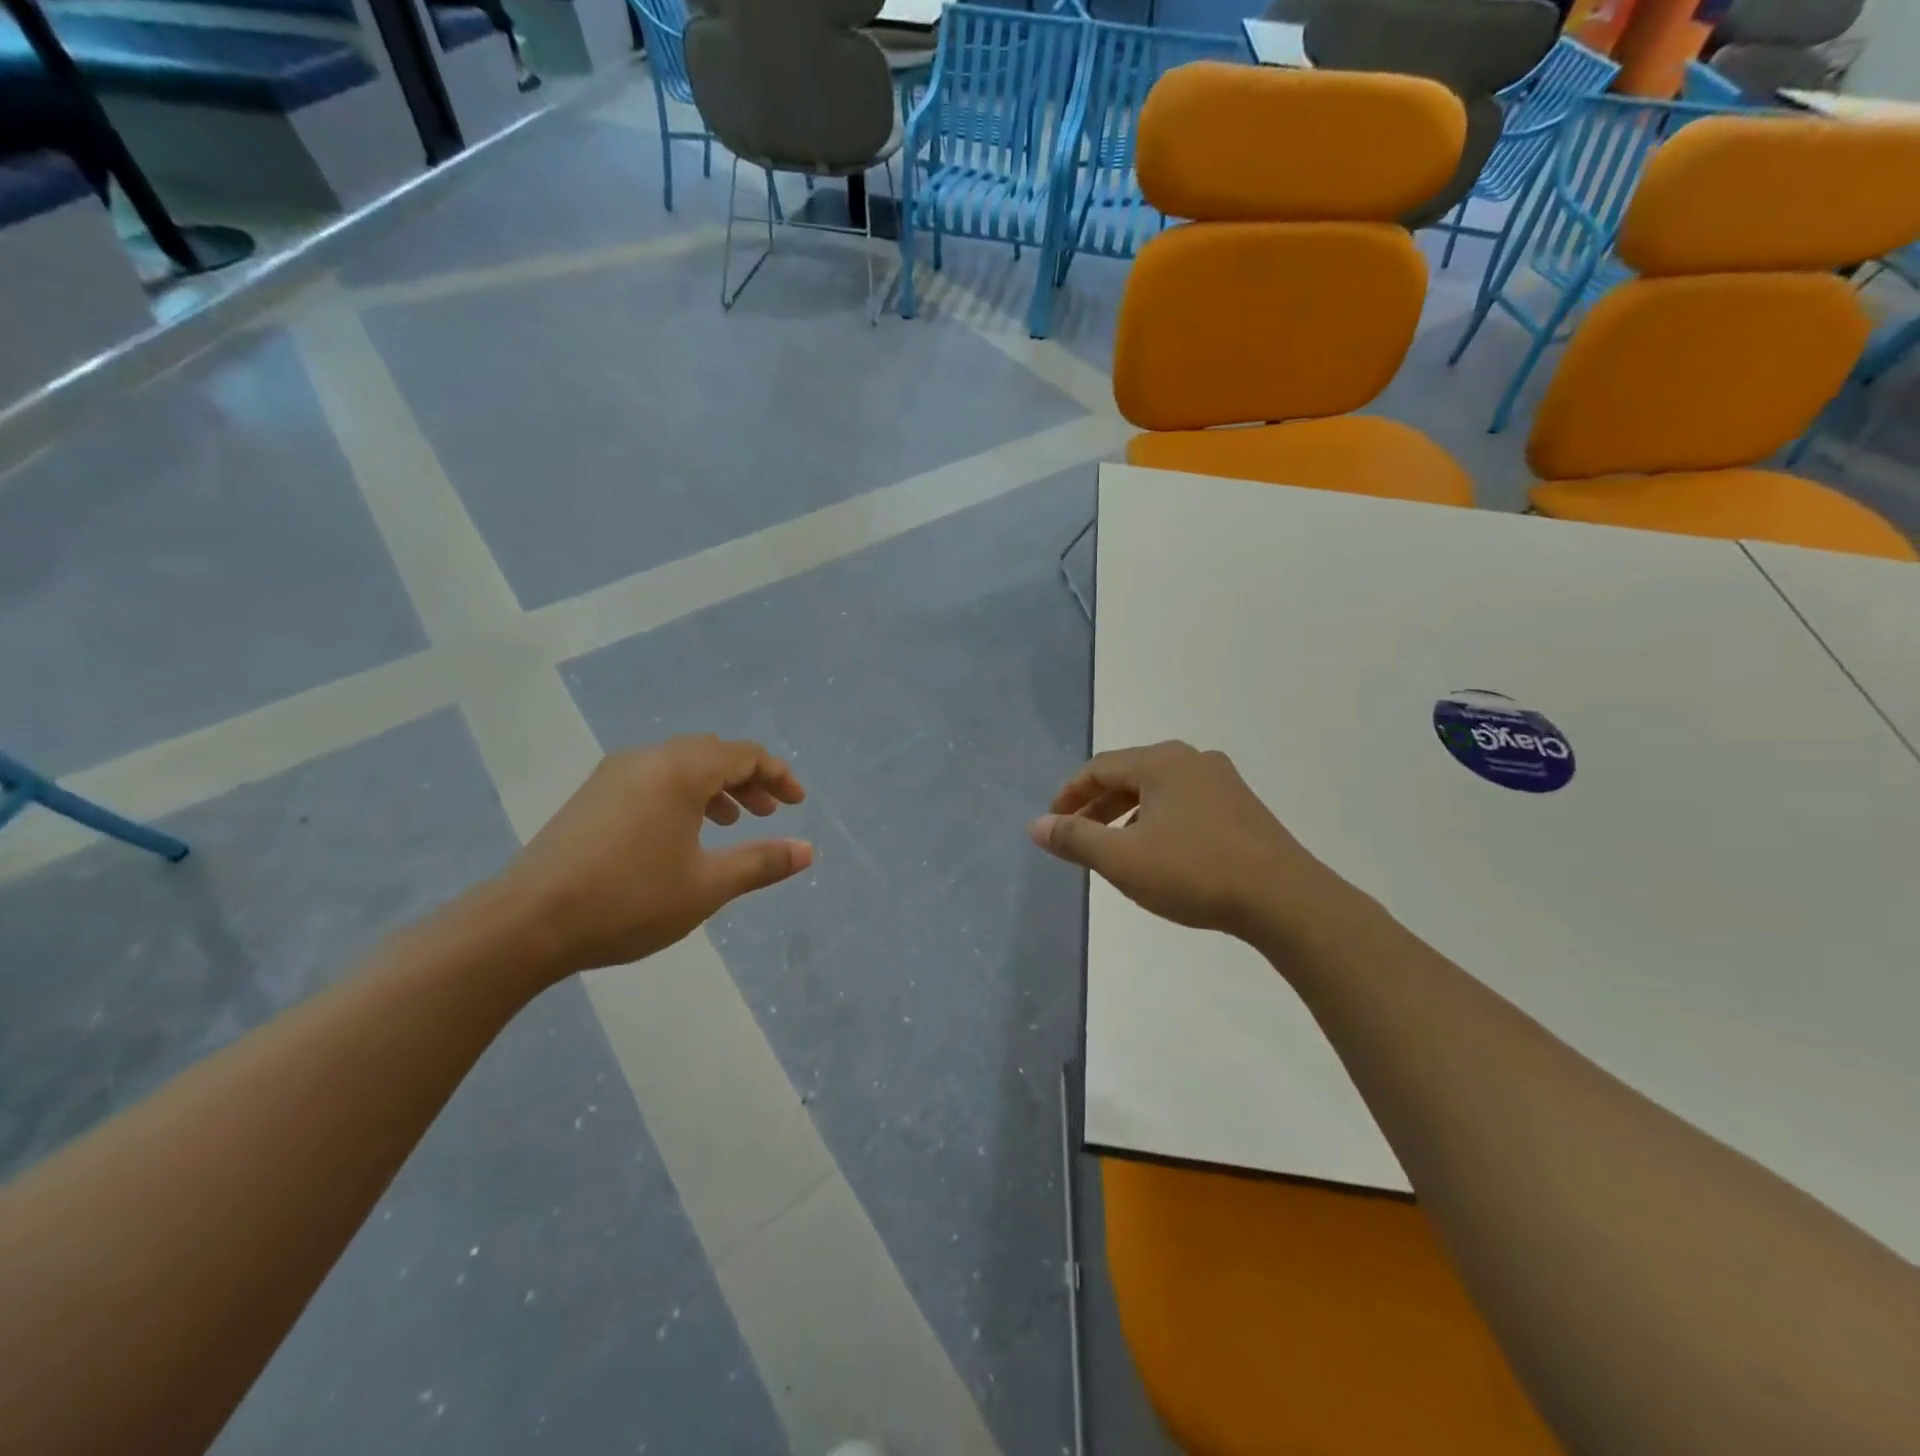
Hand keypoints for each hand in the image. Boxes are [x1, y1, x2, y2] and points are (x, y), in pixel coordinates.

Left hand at [501, 736, 811, 976]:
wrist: (526, 922)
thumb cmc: (628, 899)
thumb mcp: (707, 886)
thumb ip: (761, 862)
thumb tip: (808, 850)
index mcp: (680, 771)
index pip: (744, 754)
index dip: (778, 775)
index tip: (798, 804)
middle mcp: (648, 759)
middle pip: (712, 753)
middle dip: (748, 779)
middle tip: (768, 814)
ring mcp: (614, 775)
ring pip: (680, 764)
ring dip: (715, 786)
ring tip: (732, 822)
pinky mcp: (593, 795)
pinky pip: (653, 778)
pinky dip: (682, 794)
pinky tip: (682, 833)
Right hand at [1029, 741, 1352, 942]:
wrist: (1285, 899)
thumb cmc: (1194, 872)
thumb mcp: (1123, 859)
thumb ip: (1075, 839)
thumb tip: (1035, 825)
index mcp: (1161, 762)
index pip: (1099, 768)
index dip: (1070, 794)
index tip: (1052, 823)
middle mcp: (1192, 760)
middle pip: (1129, 775)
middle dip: (1098, 806)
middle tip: (1077, 837)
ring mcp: (1222, 782)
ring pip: (1159, 791)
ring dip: (1128, 815)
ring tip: (1115, 850)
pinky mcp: (1242, 807)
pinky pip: (1184, 804)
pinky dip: (1158, 821)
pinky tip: (1160, 854)